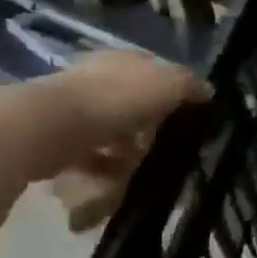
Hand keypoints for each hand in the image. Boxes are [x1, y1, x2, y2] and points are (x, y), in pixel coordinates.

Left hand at [19, 51, 210, 227]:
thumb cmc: (116, 99)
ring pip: (109, 139)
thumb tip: (208, 92)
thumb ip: (190, 86)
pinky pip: (85, 161)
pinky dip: (97, 179)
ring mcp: (71, 111)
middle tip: (161, 157)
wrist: (48, 128)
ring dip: (122, 162)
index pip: (155, 73)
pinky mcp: (52, 141)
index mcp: (124, 61)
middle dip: (147, 136)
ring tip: (133, 183)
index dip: (174, 95)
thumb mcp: (169, 85)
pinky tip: (106, 196)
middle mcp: (96, 80)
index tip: (188, 121)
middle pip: (132, 109)